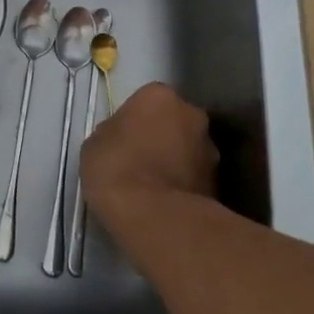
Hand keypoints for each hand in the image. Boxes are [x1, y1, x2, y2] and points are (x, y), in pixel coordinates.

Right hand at [79, 82, 217, 224]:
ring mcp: (210, 149)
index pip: (147, 100)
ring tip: (154, 186)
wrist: (154, 217)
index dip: (135, 119)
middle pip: (174, 121)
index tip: (123, 138)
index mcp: (160, 96)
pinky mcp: (219, 182)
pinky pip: (195, 176)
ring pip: (188, 149)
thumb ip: (113, 132)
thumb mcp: (95, 144)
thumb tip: (122, 138)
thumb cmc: (117, 168)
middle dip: (162, 135)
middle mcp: (192, 114)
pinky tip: (165, 202)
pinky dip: (184, 184)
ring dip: (176, 160)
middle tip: (141, 159)